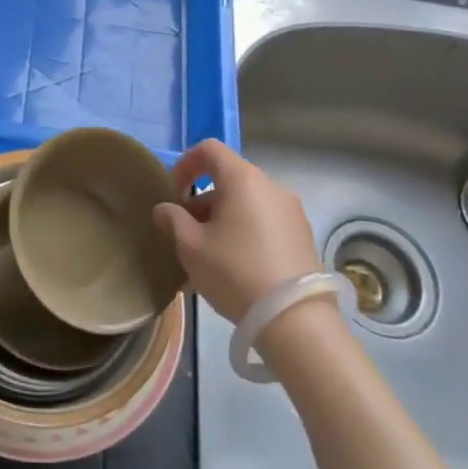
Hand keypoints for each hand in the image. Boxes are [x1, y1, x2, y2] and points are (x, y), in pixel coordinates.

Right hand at [153, 140, 317, 323]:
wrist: (294, 319)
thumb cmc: (234, 271)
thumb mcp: (191, 246)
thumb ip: (173, 220)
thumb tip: (165, 209)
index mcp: (243, 179)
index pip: (209, 150)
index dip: (185, 165)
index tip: (173, 193)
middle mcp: (271, 186)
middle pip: (228, 180)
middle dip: (202, 201)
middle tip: (186, 233)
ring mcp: (291, 211)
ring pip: (246, 204)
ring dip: (222, 220)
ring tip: (207, 258)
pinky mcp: (303, 236)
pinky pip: (264, 223)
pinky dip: (244, 233)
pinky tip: (233, 268)